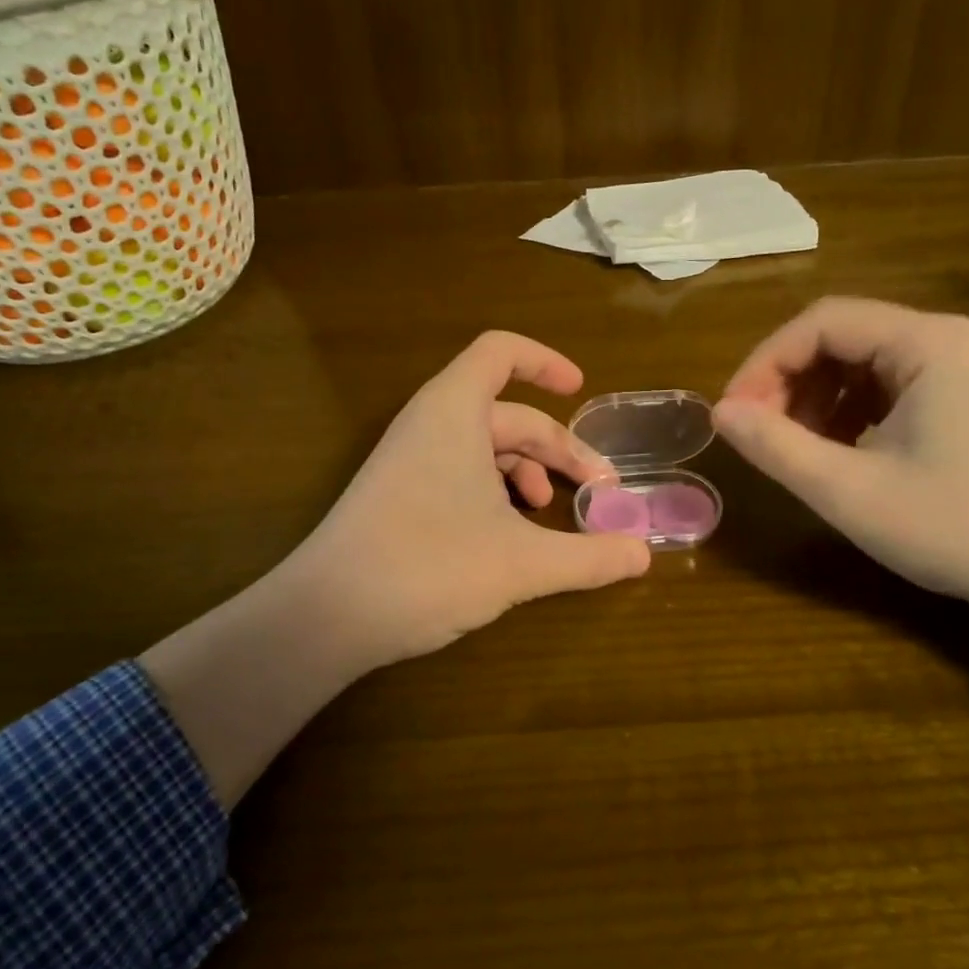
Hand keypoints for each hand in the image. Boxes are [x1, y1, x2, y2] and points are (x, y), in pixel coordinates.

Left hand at [274, 330, 652, 667]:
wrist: (325, 616)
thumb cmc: (428, 567)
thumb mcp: (522, 563)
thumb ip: (589, 557)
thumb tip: (643, 555)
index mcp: (455, 412)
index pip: (500, 352)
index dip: (545, 362)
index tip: (581, 390)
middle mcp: (430, 424)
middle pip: (508, 414)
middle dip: (559, 448)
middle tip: (599, 489)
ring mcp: (411, 460)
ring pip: (486, 447)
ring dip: (529, 473)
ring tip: (553, 515)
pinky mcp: (400, 495)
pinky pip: (461, 473)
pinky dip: (497, 492)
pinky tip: (513, 535)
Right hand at [713, 297, 968, 608]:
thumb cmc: (957, 529)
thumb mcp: (850, 491)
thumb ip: (777, 447)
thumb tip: (720, 413)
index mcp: (926, 343)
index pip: (821, 322)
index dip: (765, 362)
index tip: (733, 413)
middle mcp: (941, 339)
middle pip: (838, 336)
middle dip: (786, 380)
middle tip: (754, 431)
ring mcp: (953, 367)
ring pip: (855, 362)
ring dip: (811, 398)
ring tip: (788, 445)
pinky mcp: (955, 396)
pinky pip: (880, 386)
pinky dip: (842, 411)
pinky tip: (830, 451)